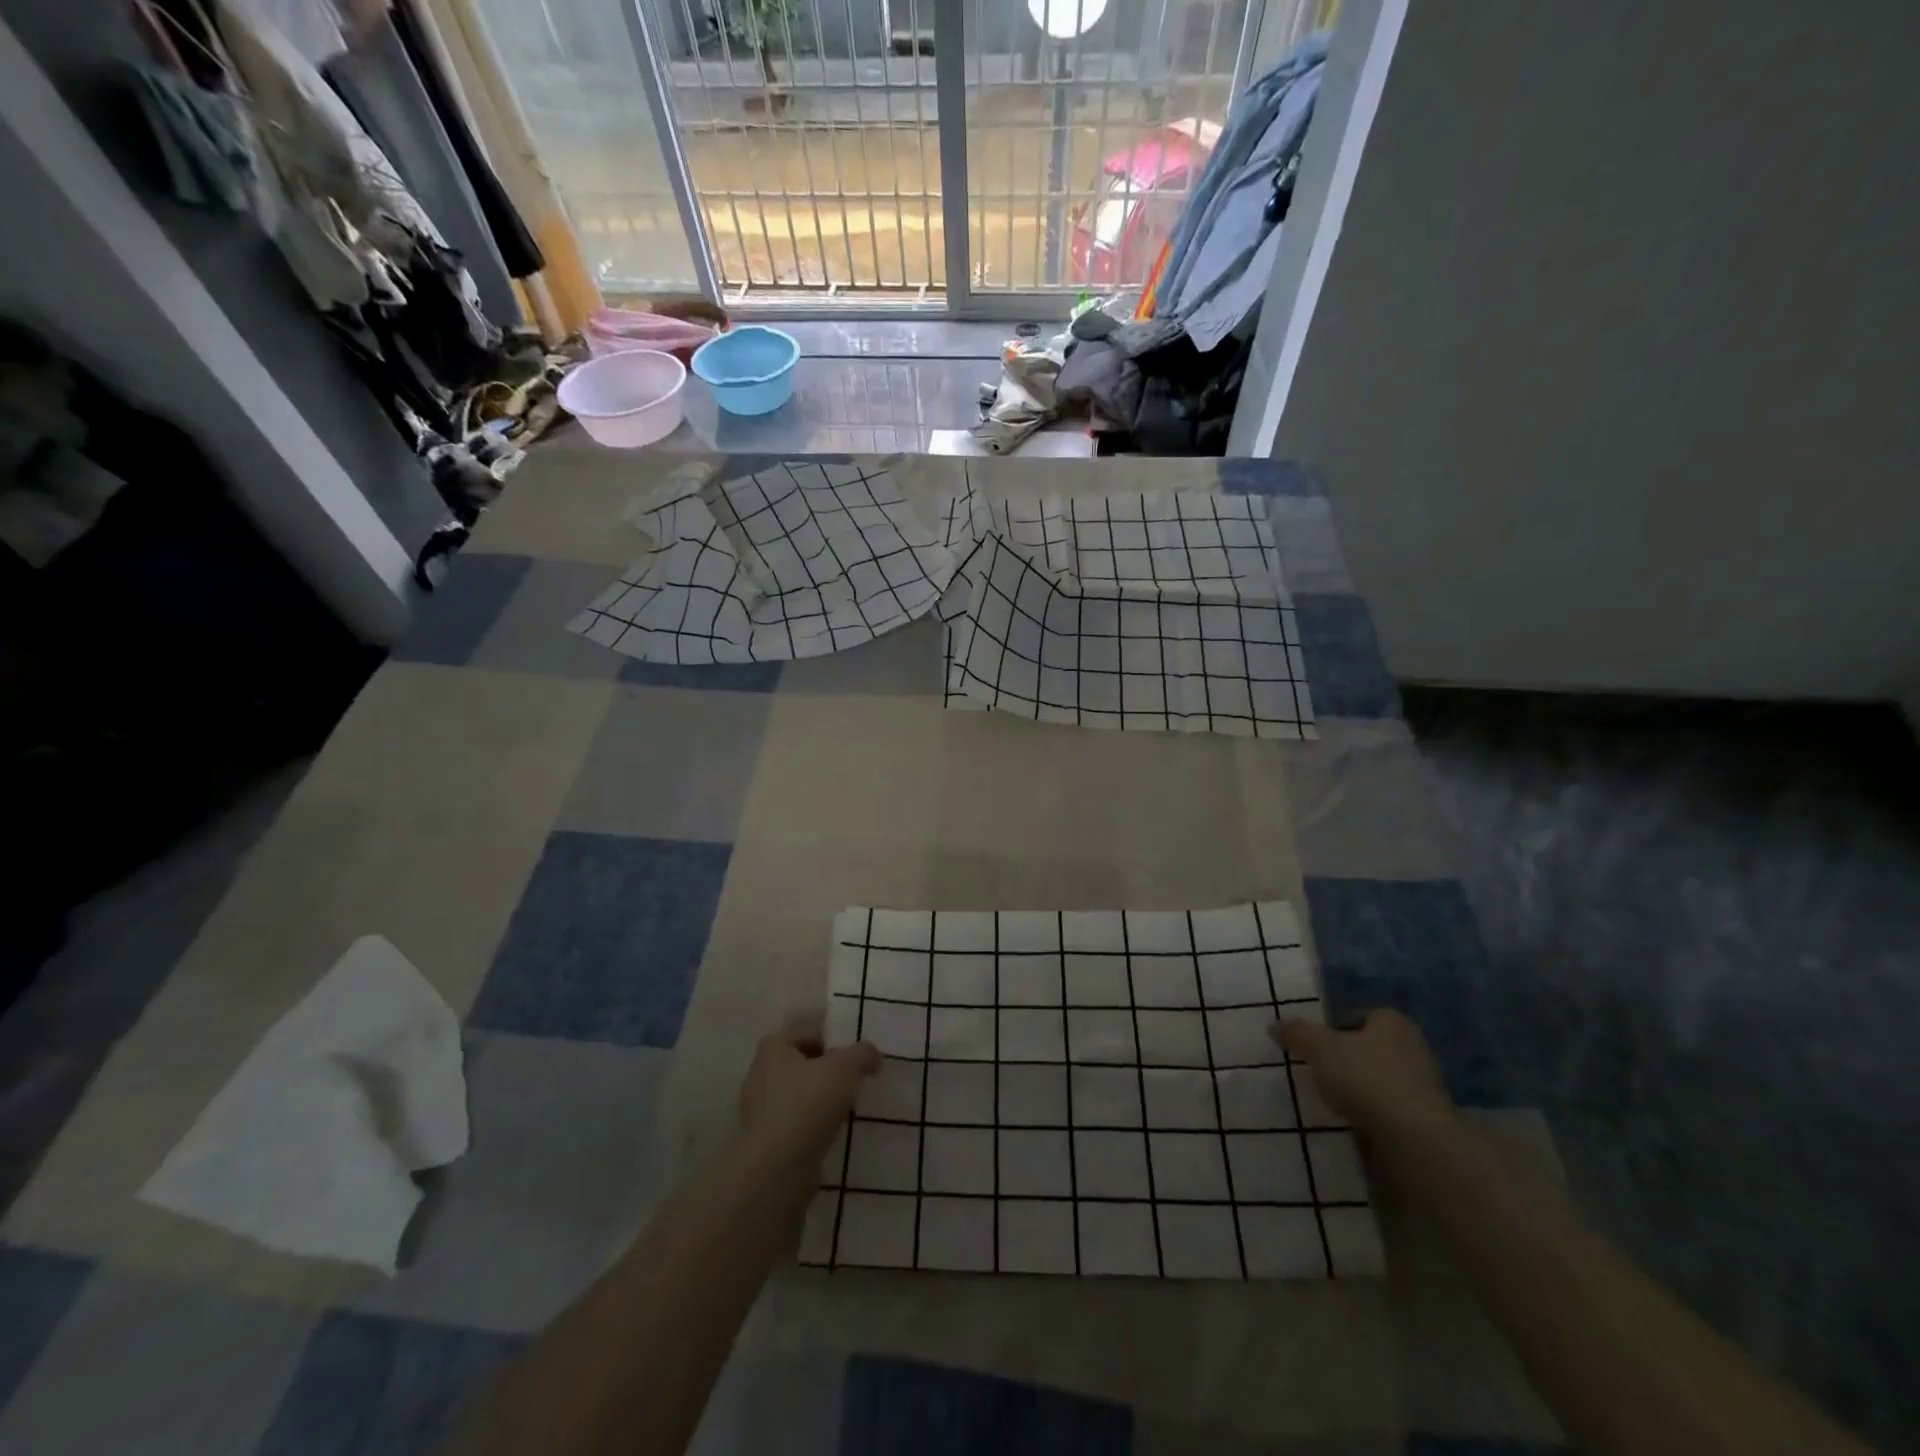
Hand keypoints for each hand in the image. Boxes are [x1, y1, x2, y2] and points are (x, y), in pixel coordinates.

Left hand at [736, 1023, 879, 1175]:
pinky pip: (796, 1120)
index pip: (810, 1031)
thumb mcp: (845, 1068)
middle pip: (805, 1062)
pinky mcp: (765, 1139)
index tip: (857, 1057)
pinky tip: (830, 1132)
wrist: (776, 1169)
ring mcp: (759, 1108)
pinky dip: (813, 1123)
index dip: (836, 1040)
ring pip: (800, 1093)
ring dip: (822, 1098)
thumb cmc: (807, 1104)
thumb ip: (863, 1054)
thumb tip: (872, 1055)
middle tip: (855, 1080)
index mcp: (774, 1046)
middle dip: (829, 1070)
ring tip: (847, 1107)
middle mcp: (761, 1072)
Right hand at [1270, 1008, 1455, 1140]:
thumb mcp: (1319, 1048)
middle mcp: (1413, 1047)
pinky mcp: (1427, 1120)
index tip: (1315, 1045)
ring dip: (1362, 1088)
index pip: (1360, 1016)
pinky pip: (1391, 1108)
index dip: (1336, 1027)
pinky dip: (1374, 1114)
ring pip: (1382, 1079)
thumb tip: (1275, 1025)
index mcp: (1392, 1022)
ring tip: (1334, 1100)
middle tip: (1321, 1071)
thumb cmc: (1366, 1078)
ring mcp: (1425, 1086)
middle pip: (1372, 1047)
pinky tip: (1355, 1123)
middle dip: (1349, 1058)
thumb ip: (1297, 1034)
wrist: (1415, 1139)